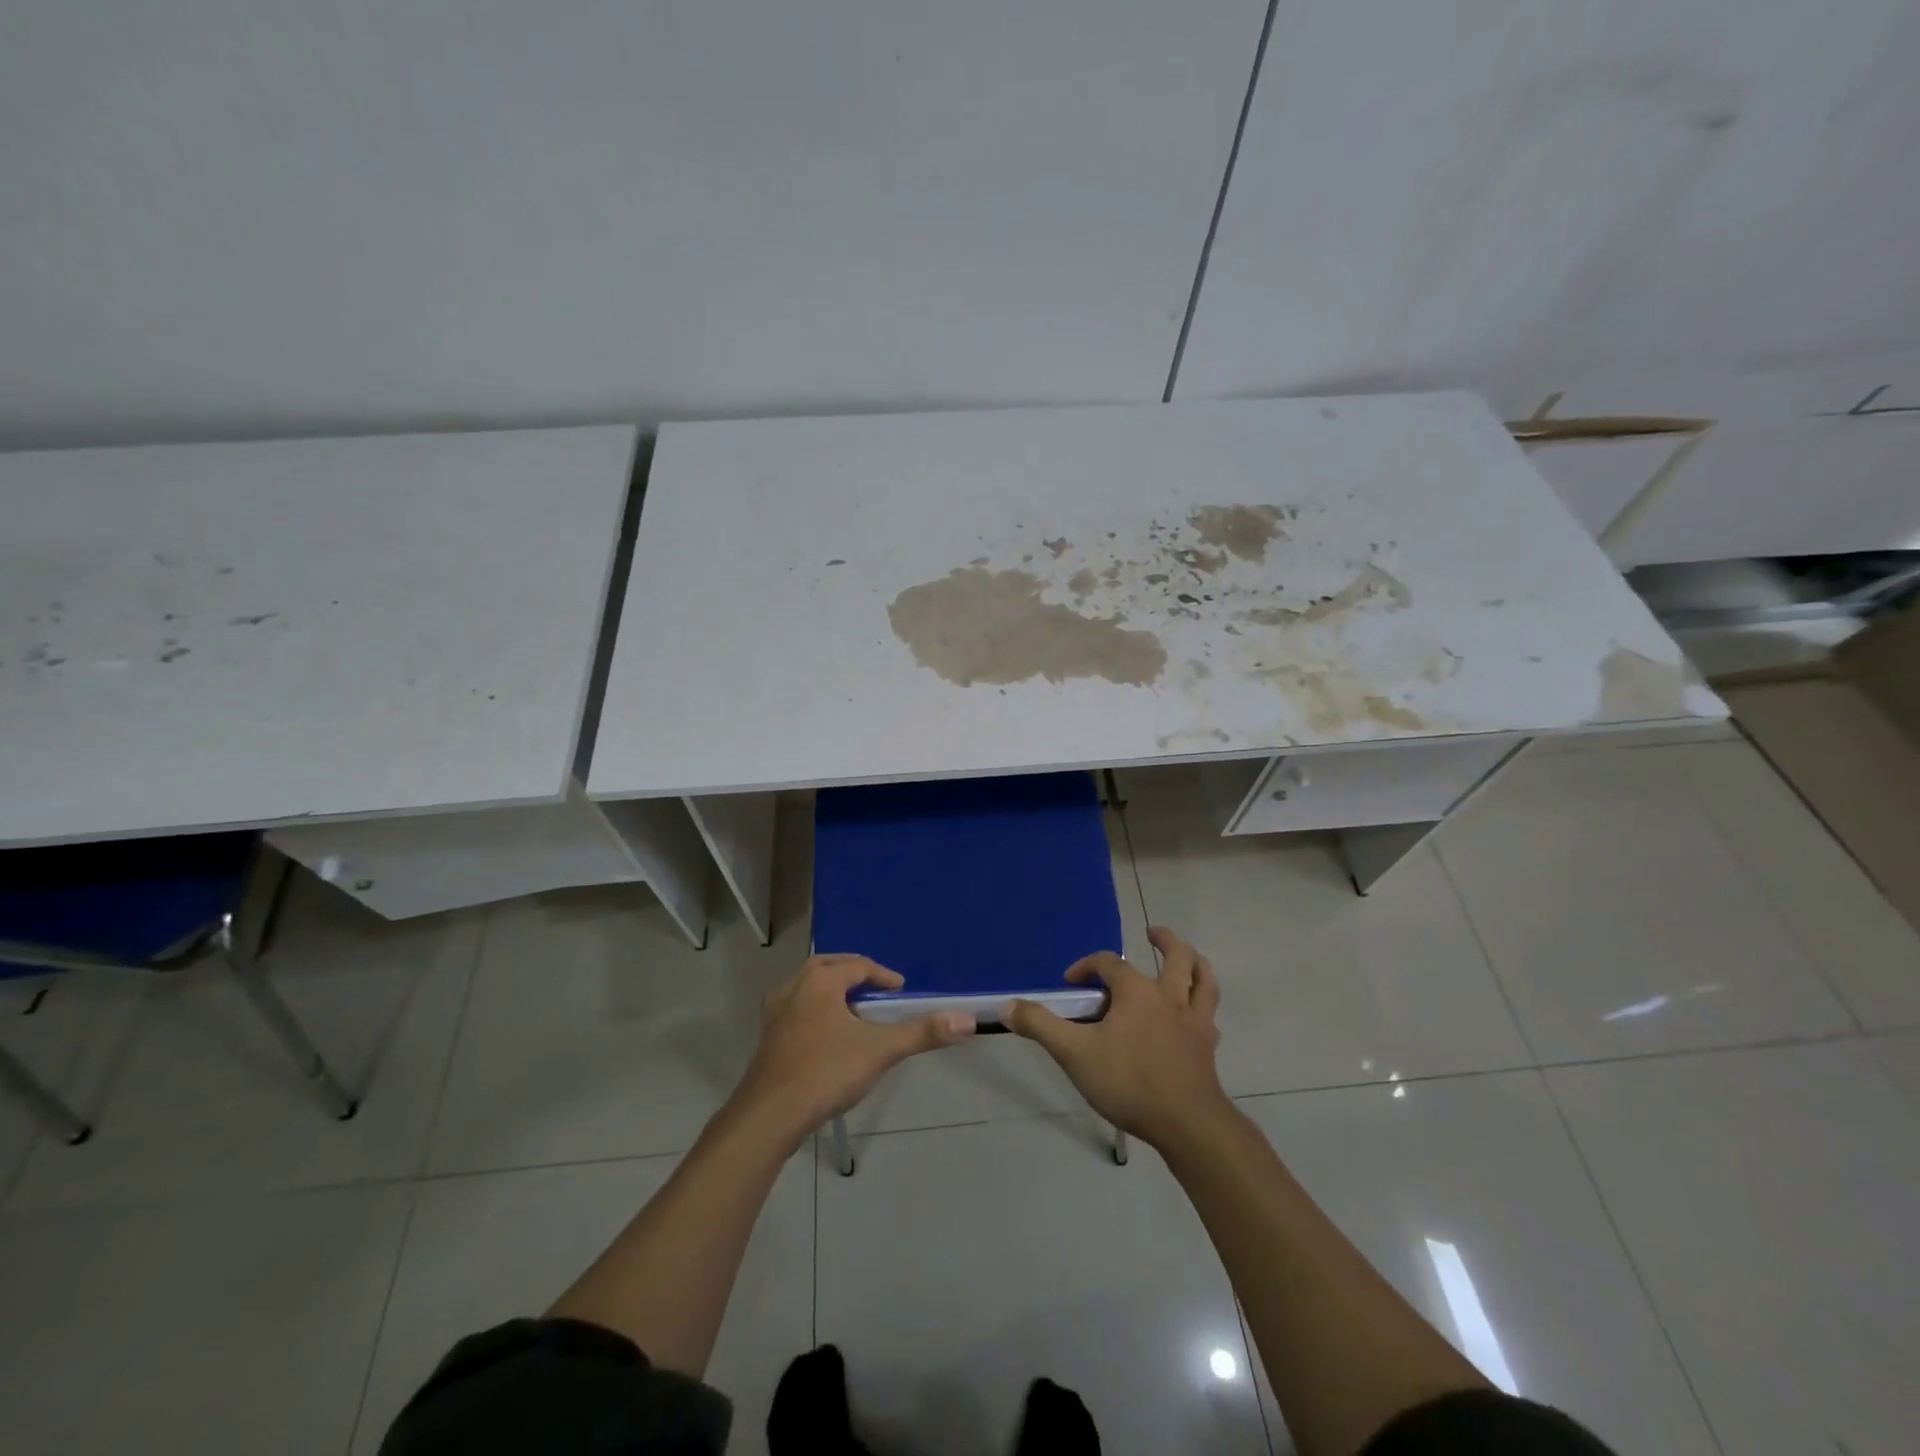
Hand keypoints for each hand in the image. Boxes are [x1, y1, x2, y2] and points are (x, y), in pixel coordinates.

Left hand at [733, 954, 974, 1141]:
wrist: (769, 1116)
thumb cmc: (826, 1073)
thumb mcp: (880, 1051)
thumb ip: (922, 1033)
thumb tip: (966, 1020)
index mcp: (820, 981)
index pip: (858, 965)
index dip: (883, 975)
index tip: (900, 990)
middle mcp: (794, 987)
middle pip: (828, 968)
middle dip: (853, 975)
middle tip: (876, 991)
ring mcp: (775, 1013)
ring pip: (807, 988)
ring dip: (831, 992)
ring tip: (853, 1011)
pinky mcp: (767, 1037)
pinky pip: (795, 1009)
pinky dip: (814, 1011)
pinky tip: (825, 1036)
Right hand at [1006, 926, 1231, 1149]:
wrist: (1187, 1124)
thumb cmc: (1128, 1082)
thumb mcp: (1074, 1054)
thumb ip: (1040, 1026)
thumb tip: (1007, 1005)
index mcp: (1137, 991)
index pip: (1109, 963)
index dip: (1086, 966)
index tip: (1070, 983)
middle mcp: (1169, 996)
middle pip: (1176, 957)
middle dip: (1165, 940)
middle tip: (1153, 933)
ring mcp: (1194, 1021)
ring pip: (1204, 979)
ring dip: (1196, 963)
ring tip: (1188, 958)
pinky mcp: (1207, 1046)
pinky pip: (1210, 1014)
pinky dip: (1203, 1005)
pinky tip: (1197, 1013)